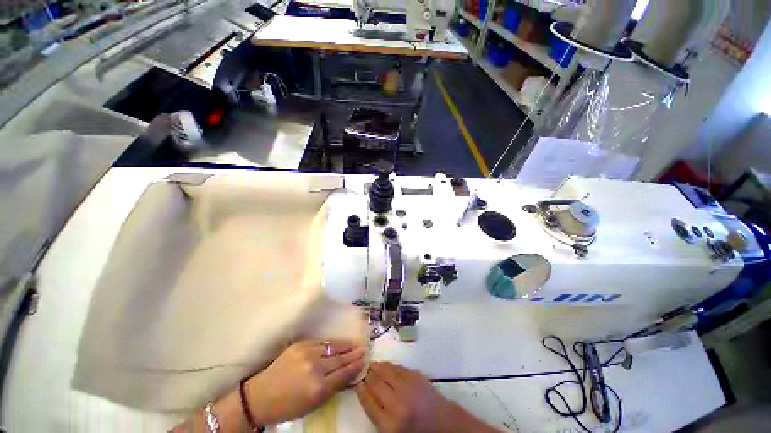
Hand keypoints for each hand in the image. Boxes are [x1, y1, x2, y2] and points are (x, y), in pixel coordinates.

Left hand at [243, 340, 365, 424]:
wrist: (261, 396)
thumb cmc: (288, 406)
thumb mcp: (313, 404)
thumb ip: (332, 388)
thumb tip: (348, 375)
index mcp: (318, 388)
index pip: (343, 374)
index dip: (355, 366)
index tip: (365, 360)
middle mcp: (315, 367)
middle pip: (340, 358)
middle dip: (353, 354)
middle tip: (363, 349)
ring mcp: (307, 353)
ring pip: (332, 347)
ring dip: (345, 345)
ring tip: (354, 344)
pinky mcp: (300, 344)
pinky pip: (321, 342)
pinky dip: (331, 343)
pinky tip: (337, 343)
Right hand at [355, 362, 499, 432]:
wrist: (444, 423)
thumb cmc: (417, 431)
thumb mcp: (394, 431)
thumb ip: (378, 414)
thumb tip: (365, 392)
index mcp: (391, 424)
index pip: (369, 403)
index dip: (361, 390)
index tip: (356, 382)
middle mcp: (398, 403)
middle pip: (376, 384)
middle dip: (367, 376)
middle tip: (361, 370)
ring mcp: (408, 387)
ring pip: (386, 372)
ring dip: (376, 367)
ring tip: (370, 364)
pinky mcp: (416, 377)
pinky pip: (398, 368)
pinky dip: (388, 365)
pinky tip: (384, 365)